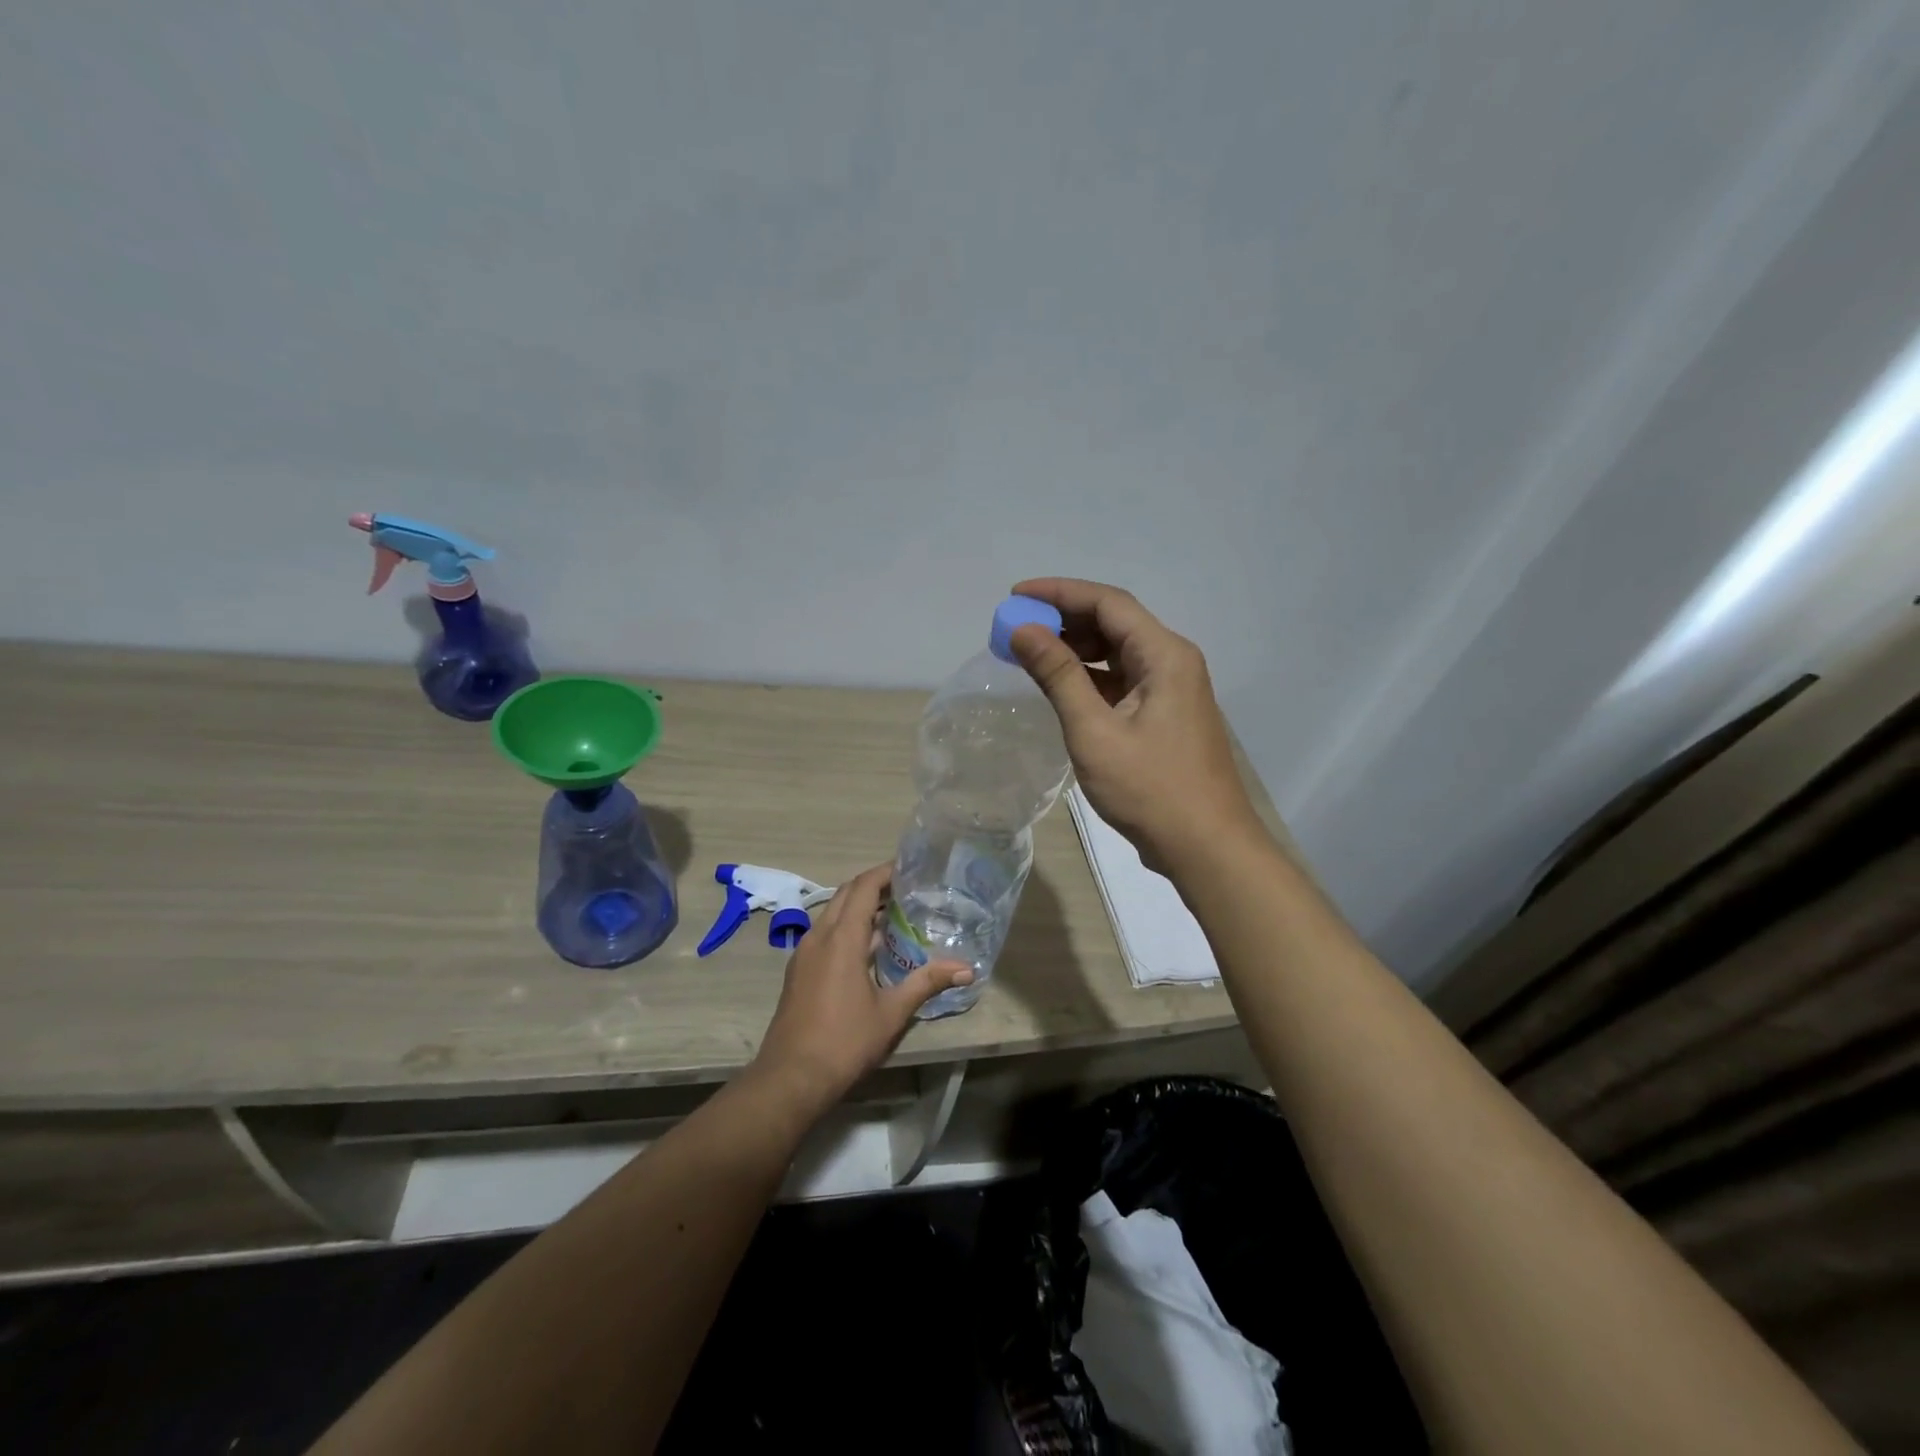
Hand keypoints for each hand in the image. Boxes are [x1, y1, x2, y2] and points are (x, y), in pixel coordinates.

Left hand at [747, 863, 971, 1114]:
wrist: (790, 1078)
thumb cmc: (845, 1042)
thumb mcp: (892, 1013)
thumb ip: (926, 983)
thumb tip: (966, 969)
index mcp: (842, 939)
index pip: (863, 888)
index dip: (885, 872)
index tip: (909, 868)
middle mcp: (819, 936)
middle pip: (846, 894)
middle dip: (874, 885)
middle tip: (906, 888)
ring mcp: (804, 953)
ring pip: (832, 913)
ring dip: (859, 906)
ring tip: (892, 914)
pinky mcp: (798, 970)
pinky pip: (824, 933)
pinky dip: (846, 926)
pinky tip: (867, 948)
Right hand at [1009, 577, 1262, 869]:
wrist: (1206, 847)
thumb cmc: (1150, 789)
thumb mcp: (1094, 731)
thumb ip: (1058, 676)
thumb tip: (1023, 631)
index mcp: (1164, 655)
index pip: (1108, 602)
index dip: (1059, 592)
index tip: (1015, 596)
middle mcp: (1173, 662)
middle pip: (1114, 622)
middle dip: (1064, 619)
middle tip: (1017, 629)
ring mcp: (1172, 690)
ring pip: (1118, 652)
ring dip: (1076, 649)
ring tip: (1031, 654)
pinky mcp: (1165, 716)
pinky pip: (1123, 681)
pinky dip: (1090, 678)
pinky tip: (1061, 687)